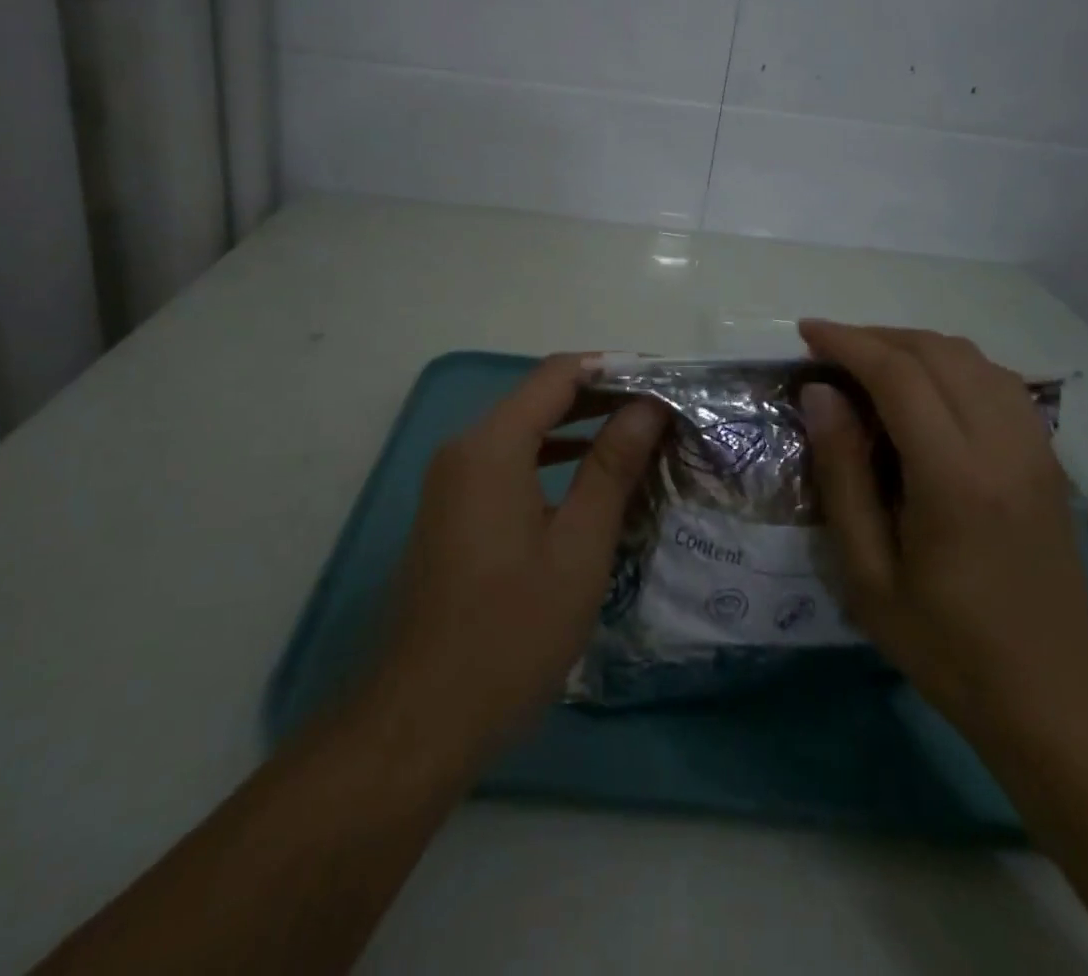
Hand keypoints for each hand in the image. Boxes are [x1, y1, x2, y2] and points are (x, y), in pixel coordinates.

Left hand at [374, 354, 666, 758]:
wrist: (424, 718)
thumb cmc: (512, 631)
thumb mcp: (578, 546)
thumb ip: (612, 467)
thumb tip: (647, 406)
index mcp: (491, 446)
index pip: (557, 375)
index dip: (612, 369)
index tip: (663, 381)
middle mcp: (464, 450)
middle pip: (538, 399)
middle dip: (601, 399)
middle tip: (661, 412)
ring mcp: (452, 482)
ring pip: (523, 433)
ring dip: (578, 431)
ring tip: (638, 440)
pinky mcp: (453, 512)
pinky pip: (508, 465)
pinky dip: (551, 461)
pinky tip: (591, 483)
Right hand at [797, 321, 1087, 734]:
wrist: (1055, 696)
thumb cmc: (946, 644)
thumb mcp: (868, 573)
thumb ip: (842, 475)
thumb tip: (820, 394)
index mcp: (955, 478)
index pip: (899, 375)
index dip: (848, 342)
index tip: (806, 333)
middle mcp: (1004, 446)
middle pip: (938, 352)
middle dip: (876, 336)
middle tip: (828, 349)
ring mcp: (1036, 448)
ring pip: (973, 358)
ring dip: (914, 345)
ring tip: (868, 362)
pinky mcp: (1049, 458)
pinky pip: (997, 381)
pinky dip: (952, 364)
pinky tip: (924, 388)